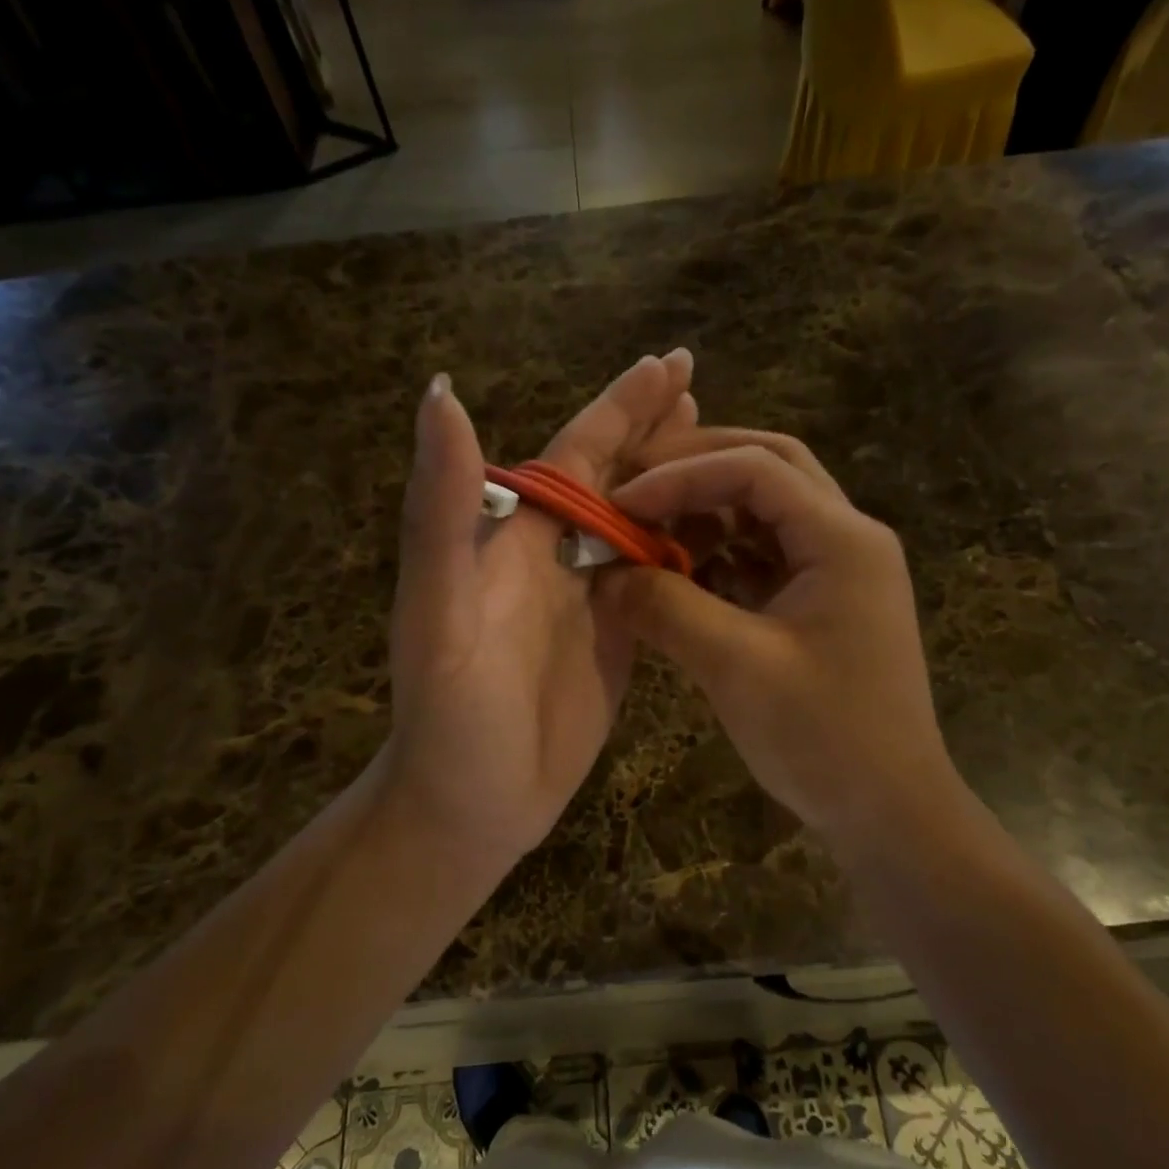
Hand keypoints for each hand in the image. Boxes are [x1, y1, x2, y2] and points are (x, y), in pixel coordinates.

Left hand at [376, 351, 697, 871]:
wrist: (470, 806)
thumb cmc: (451, 716)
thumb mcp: (436, 612)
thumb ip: (441, 509)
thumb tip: (441, 393)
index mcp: (518, 538)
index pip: (577, 453)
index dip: (619, 407)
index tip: (668, 363)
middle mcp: (556, 555)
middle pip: (616, 477)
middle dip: (656, 430)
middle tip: (704, 386)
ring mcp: (592, 597)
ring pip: (643, 523)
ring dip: (681, 484)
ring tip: (731, 453)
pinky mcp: (621, 639)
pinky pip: (661, 579)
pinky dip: (691, 548)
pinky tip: (727, 534)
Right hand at [599, 432, 956, 844]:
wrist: (889, 812)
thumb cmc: (824, 738)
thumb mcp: (736, 667)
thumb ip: (666, 608)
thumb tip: (605, 573)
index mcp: (843, 539)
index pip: (756, 470)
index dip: (681, 475)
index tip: (619, 502)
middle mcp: (847, 539)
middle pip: (770, 469)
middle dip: (699, 468)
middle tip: (635, 483)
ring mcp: (838, 571)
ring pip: (766, 511)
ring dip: (707, 510)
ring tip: (650, 526)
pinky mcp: (821, 604)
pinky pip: (764, 556)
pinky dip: (720, 554)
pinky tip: (679, 571)